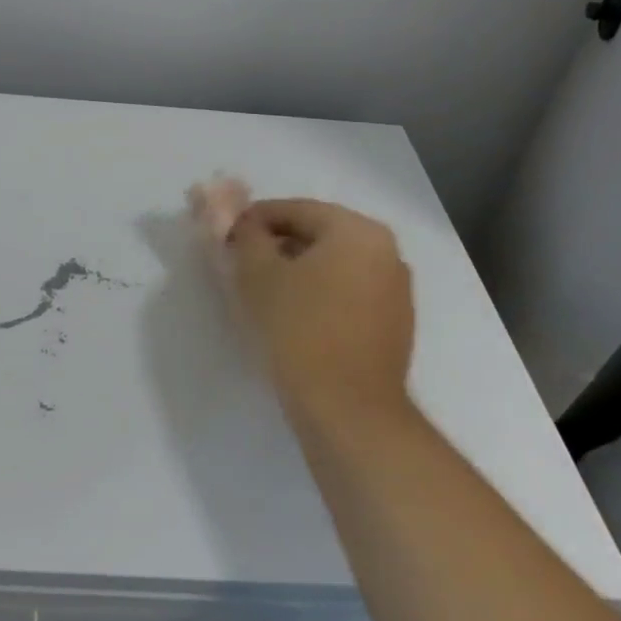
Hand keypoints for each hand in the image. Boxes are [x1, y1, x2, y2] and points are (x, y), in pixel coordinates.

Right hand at [226, 199, 415, 431]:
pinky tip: (293, 317)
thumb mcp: (257, 274)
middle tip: (240, 264)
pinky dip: (319, 295)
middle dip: (276, 245)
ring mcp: (396, 290)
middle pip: (317, 235)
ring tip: (262, 293)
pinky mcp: (394, 325)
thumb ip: (245, 235)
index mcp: (358, 230)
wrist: (348, 411)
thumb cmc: (299, 330)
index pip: (295, 210)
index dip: (254, 219)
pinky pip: (348, 294)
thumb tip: (240, 221)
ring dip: (297, 271)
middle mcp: (386, 252)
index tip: (225, 237)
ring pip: (333, 266)